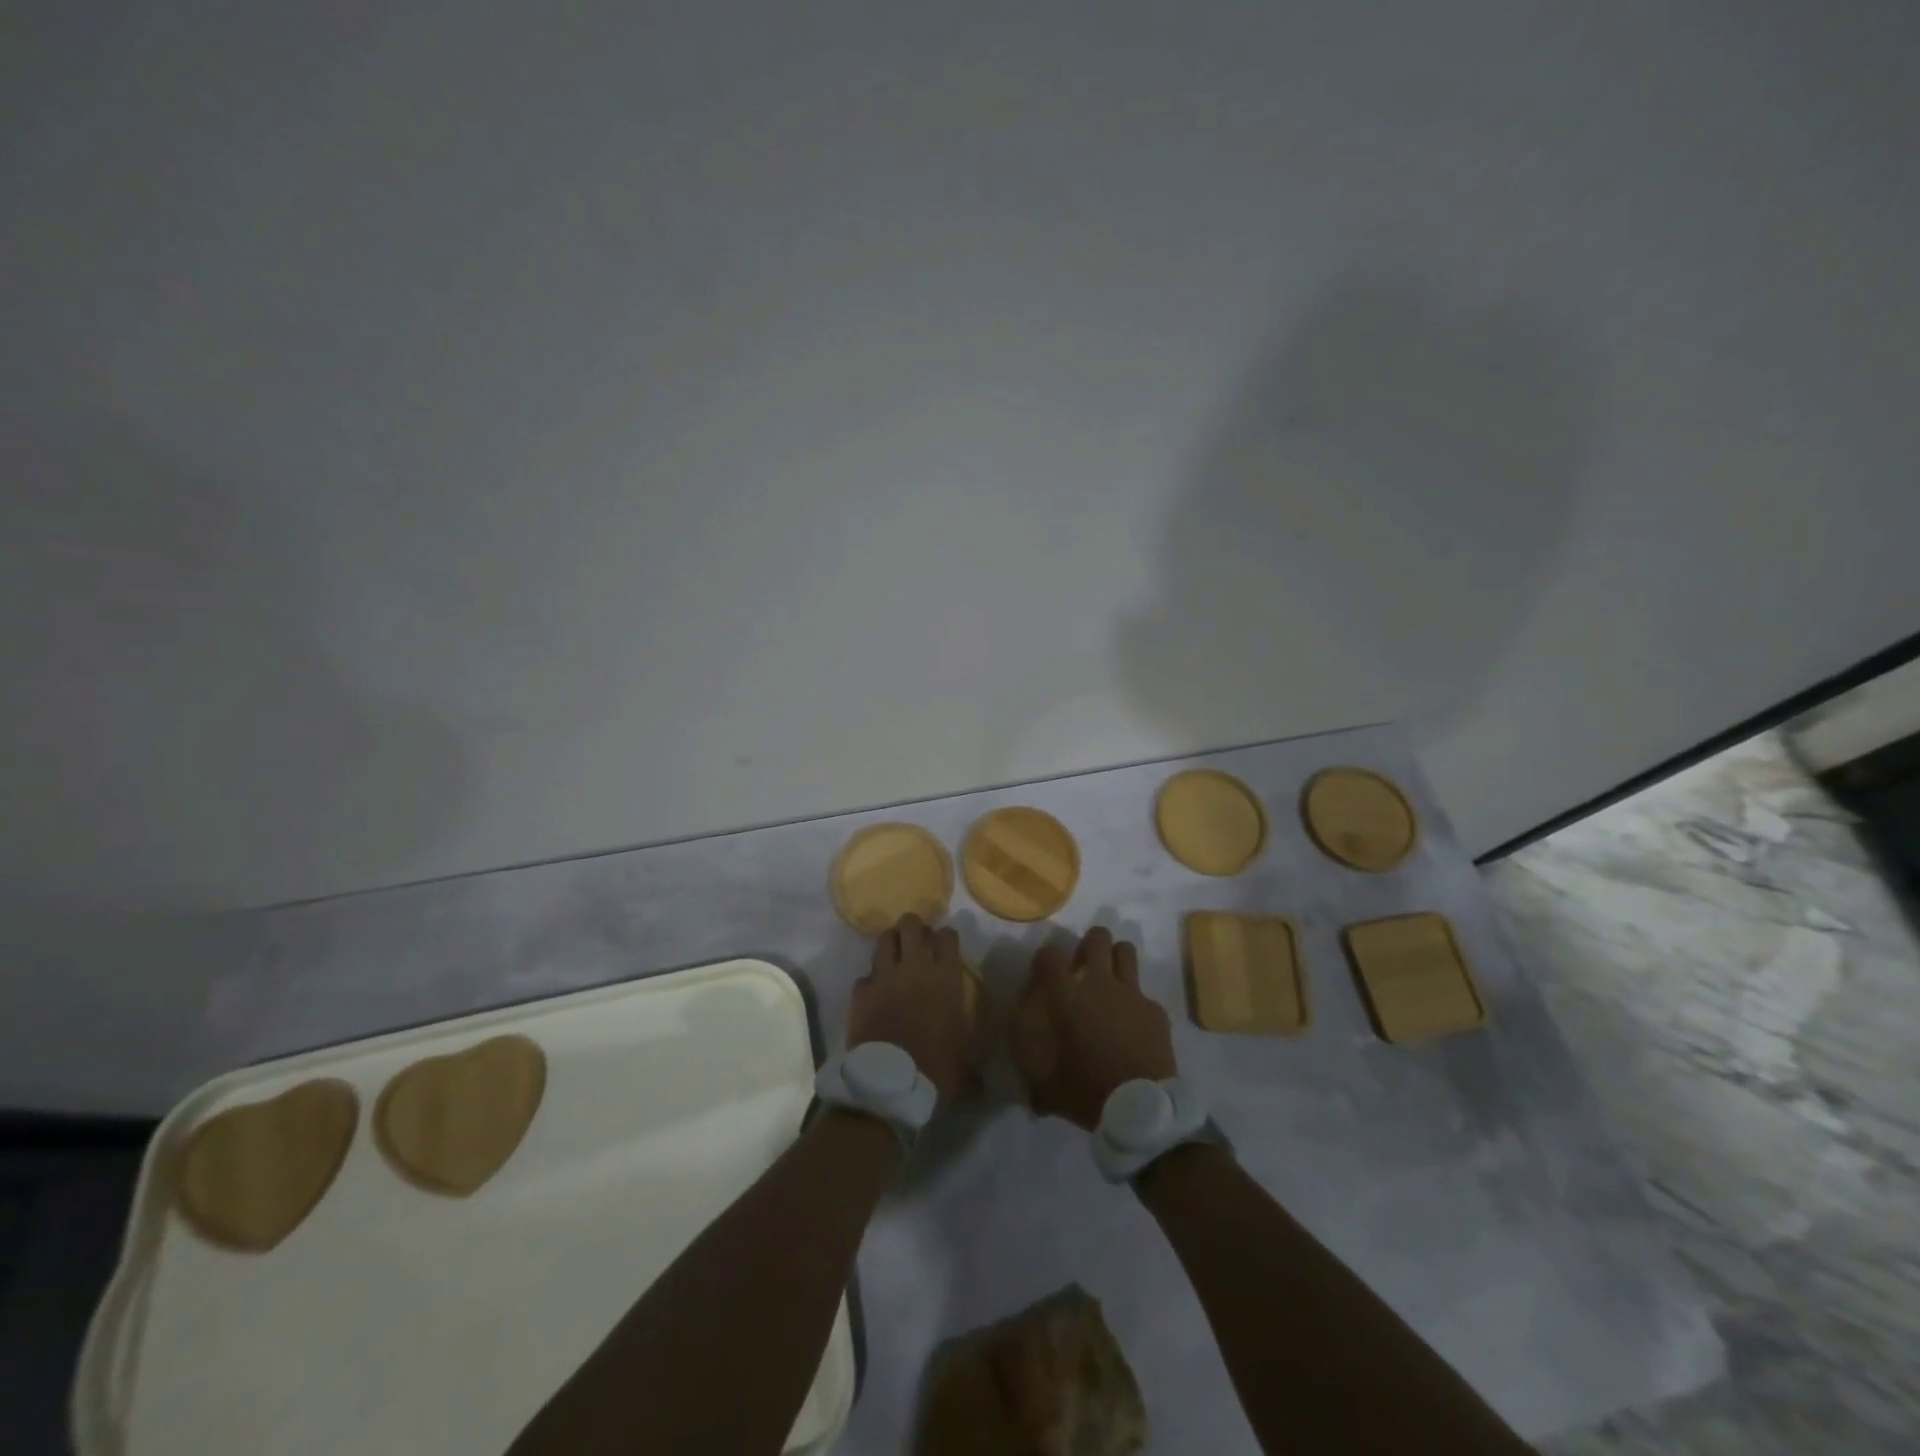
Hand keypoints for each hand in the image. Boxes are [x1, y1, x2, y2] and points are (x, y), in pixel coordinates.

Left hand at [847, 914, 982, 1105]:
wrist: (888, 1085)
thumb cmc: (935, 1070)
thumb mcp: (965, 1069)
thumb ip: (973, 1065)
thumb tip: (983, 1084)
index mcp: (946, 979)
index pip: (948, 937)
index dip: (946, 937)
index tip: (945, 946)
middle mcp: (915, 969)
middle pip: (911, 925)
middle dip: (914, 928)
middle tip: (917, 941)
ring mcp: (884, 977)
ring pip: (884, 939)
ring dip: (890, 943)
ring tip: (894, 955)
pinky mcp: (860, 992)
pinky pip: (864, 976)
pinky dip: (870, 982)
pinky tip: (874, 993)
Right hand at [1010, 927, 1176, 1130]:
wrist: (1142, 1108)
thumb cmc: (1090, 1093)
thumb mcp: (1050, 1092)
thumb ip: (1037, 1084)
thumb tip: (1032, 1096)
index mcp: (1068, 999)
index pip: (1050, 956)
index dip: (1046, 957)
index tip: (1045, 970)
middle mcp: (1099, 986)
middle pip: (1097, 938)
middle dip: (1089, 943)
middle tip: (1084, 962)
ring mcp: (1132, 994)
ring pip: (1126, 951)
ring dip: (1116, 957)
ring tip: (1111, 977)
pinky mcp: (1156, 1010)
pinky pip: (1144, 993)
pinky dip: (1137, 1002)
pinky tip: (1134, 1023)